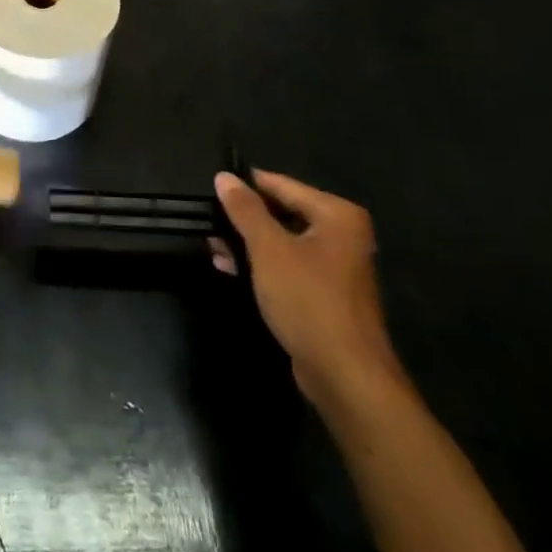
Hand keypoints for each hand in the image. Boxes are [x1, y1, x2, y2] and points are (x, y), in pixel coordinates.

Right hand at [210, 169, 406, 405]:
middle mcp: (341, 234)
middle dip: (243, 218)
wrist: (345, 375)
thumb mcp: (269, 249)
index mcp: (336, 215)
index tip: (210, 185)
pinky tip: (229, 268)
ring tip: (211, 244)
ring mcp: (334, 266)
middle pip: (282, 212)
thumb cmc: (308, 300)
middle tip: (206, 218)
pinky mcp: (323, 294)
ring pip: (281, 241)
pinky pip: (286, 266)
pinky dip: (260, 265)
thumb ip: (245, 209)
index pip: (282, 184)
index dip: (245, 184)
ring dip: (247, 243)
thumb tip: (224, 176)